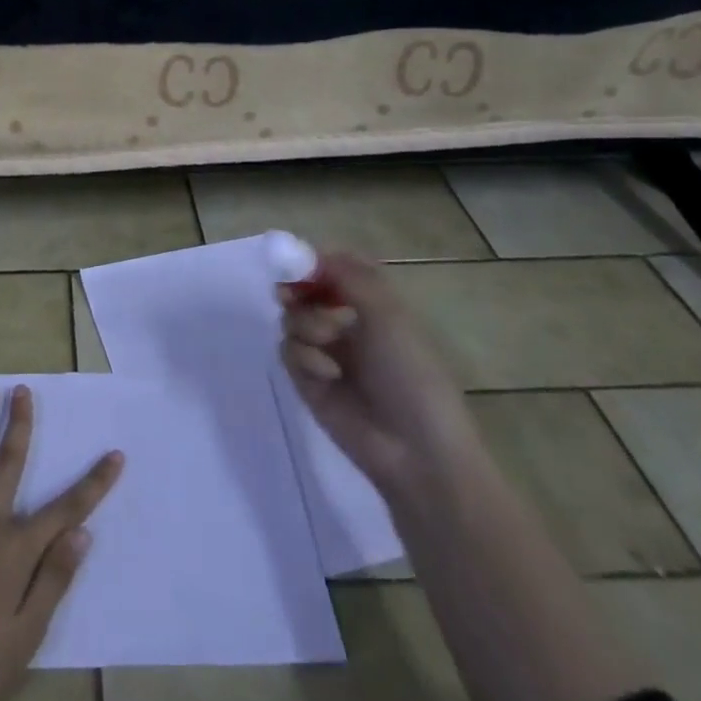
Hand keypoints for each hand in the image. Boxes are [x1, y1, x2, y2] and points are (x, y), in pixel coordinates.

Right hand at [279, 250, 476, 495]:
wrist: (413, 448)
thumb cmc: (410, 373)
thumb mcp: (389, 314)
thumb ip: (349, 275)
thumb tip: (312, 252)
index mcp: (371, 304)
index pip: (333, 268)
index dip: (313, 262)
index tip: (299, 263)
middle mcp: (345, 323)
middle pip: (304, 289)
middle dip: (297, 289)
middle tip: (290, 294)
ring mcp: (324, 351)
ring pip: (291, 318)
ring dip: (306, 324)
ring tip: (328, 344)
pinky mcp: (306, 379)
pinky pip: (287, 350)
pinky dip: (304, 356)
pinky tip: (327, 374)